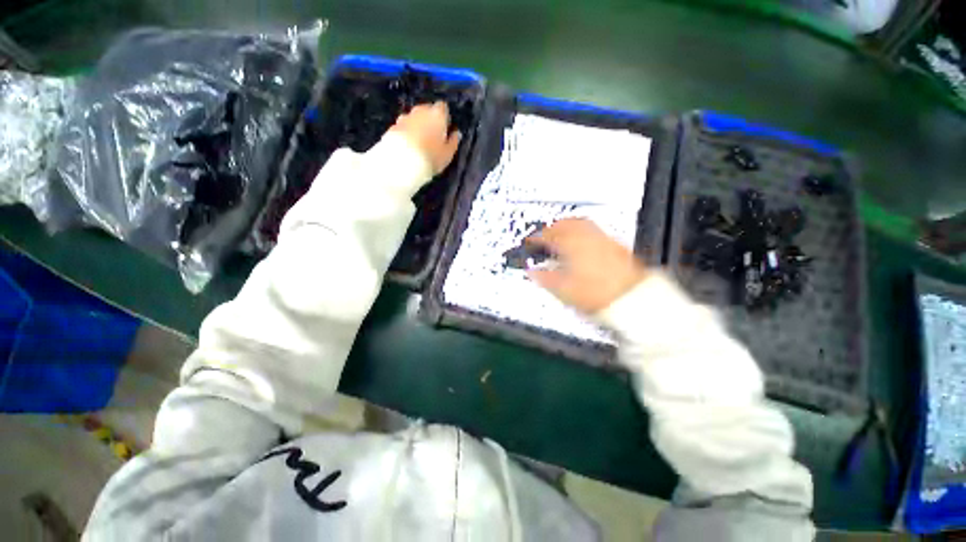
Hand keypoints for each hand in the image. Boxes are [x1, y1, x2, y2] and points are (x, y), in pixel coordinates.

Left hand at [390, 101, 461, 174]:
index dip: (445, 117)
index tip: (445, 129)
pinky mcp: (393, 126)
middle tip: (433, 136)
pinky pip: (404, 127)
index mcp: (437, 115)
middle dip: (430, 120)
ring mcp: (405, 117)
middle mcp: (421, 110)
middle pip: (427, 110)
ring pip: (414, 118)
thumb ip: (453, 142)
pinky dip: (407, 133)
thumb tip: (456, 133)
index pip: (443, 107)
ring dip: (417, 126)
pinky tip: (408, 146)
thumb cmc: (431, 157)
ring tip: (419, 142)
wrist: (402, 162)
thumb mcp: (448, 154)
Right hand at [526, 218, 646, 313]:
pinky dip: (581, 231)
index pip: (547, 235)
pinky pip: (593, 230)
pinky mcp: (613, 244)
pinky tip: (580, 241)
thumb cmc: (596, 293)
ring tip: (560, 234)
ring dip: (566, 226)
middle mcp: (585, 236)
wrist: (631, 298)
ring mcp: (601, 238)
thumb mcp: (562, 289)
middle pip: (564, 224)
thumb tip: (531, 271)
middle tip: (543, 235)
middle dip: (551, 228)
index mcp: (570, 245)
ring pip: (580, 223)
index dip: (535, 238)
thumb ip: (544, 278)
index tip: (529, 242)